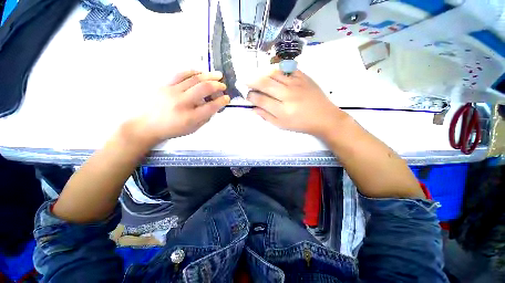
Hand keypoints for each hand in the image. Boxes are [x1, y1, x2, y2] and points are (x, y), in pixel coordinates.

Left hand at [127, 70, 229, 146]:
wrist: (146, 125)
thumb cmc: (172, 129)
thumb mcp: (193, 129)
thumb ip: (205, 117)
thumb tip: (214, 106)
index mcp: (190, 117)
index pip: (211, 107)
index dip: (222, 101)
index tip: (227, 98)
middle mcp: (182, 103)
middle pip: (203, 89)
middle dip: (217, 85)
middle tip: (223, 85)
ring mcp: (171, 91)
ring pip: (193, 79)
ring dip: (208, 75)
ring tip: (217, 75)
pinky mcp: (164, 85)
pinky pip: (180, 74)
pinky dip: (193, 71)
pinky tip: (200, 72)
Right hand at [247, 70, 347, 138]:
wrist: (324, 117)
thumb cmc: (301, 124)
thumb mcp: (282, 125)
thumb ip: (266, 116)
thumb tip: (253, 109)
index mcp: (282, 110)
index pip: (260, 100)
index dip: (251, 96)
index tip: (247, 95)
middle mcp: (288, 95)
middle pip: (265, 83)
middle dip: (251, 81)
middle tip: (245, 80)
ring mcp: (296, 83)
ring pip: (274, 73)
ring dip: (262, 73)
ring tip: (257, 76)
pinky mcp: (304, 77)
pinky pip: (287, 69)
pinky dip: (277, 70)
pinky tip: (273, 74)